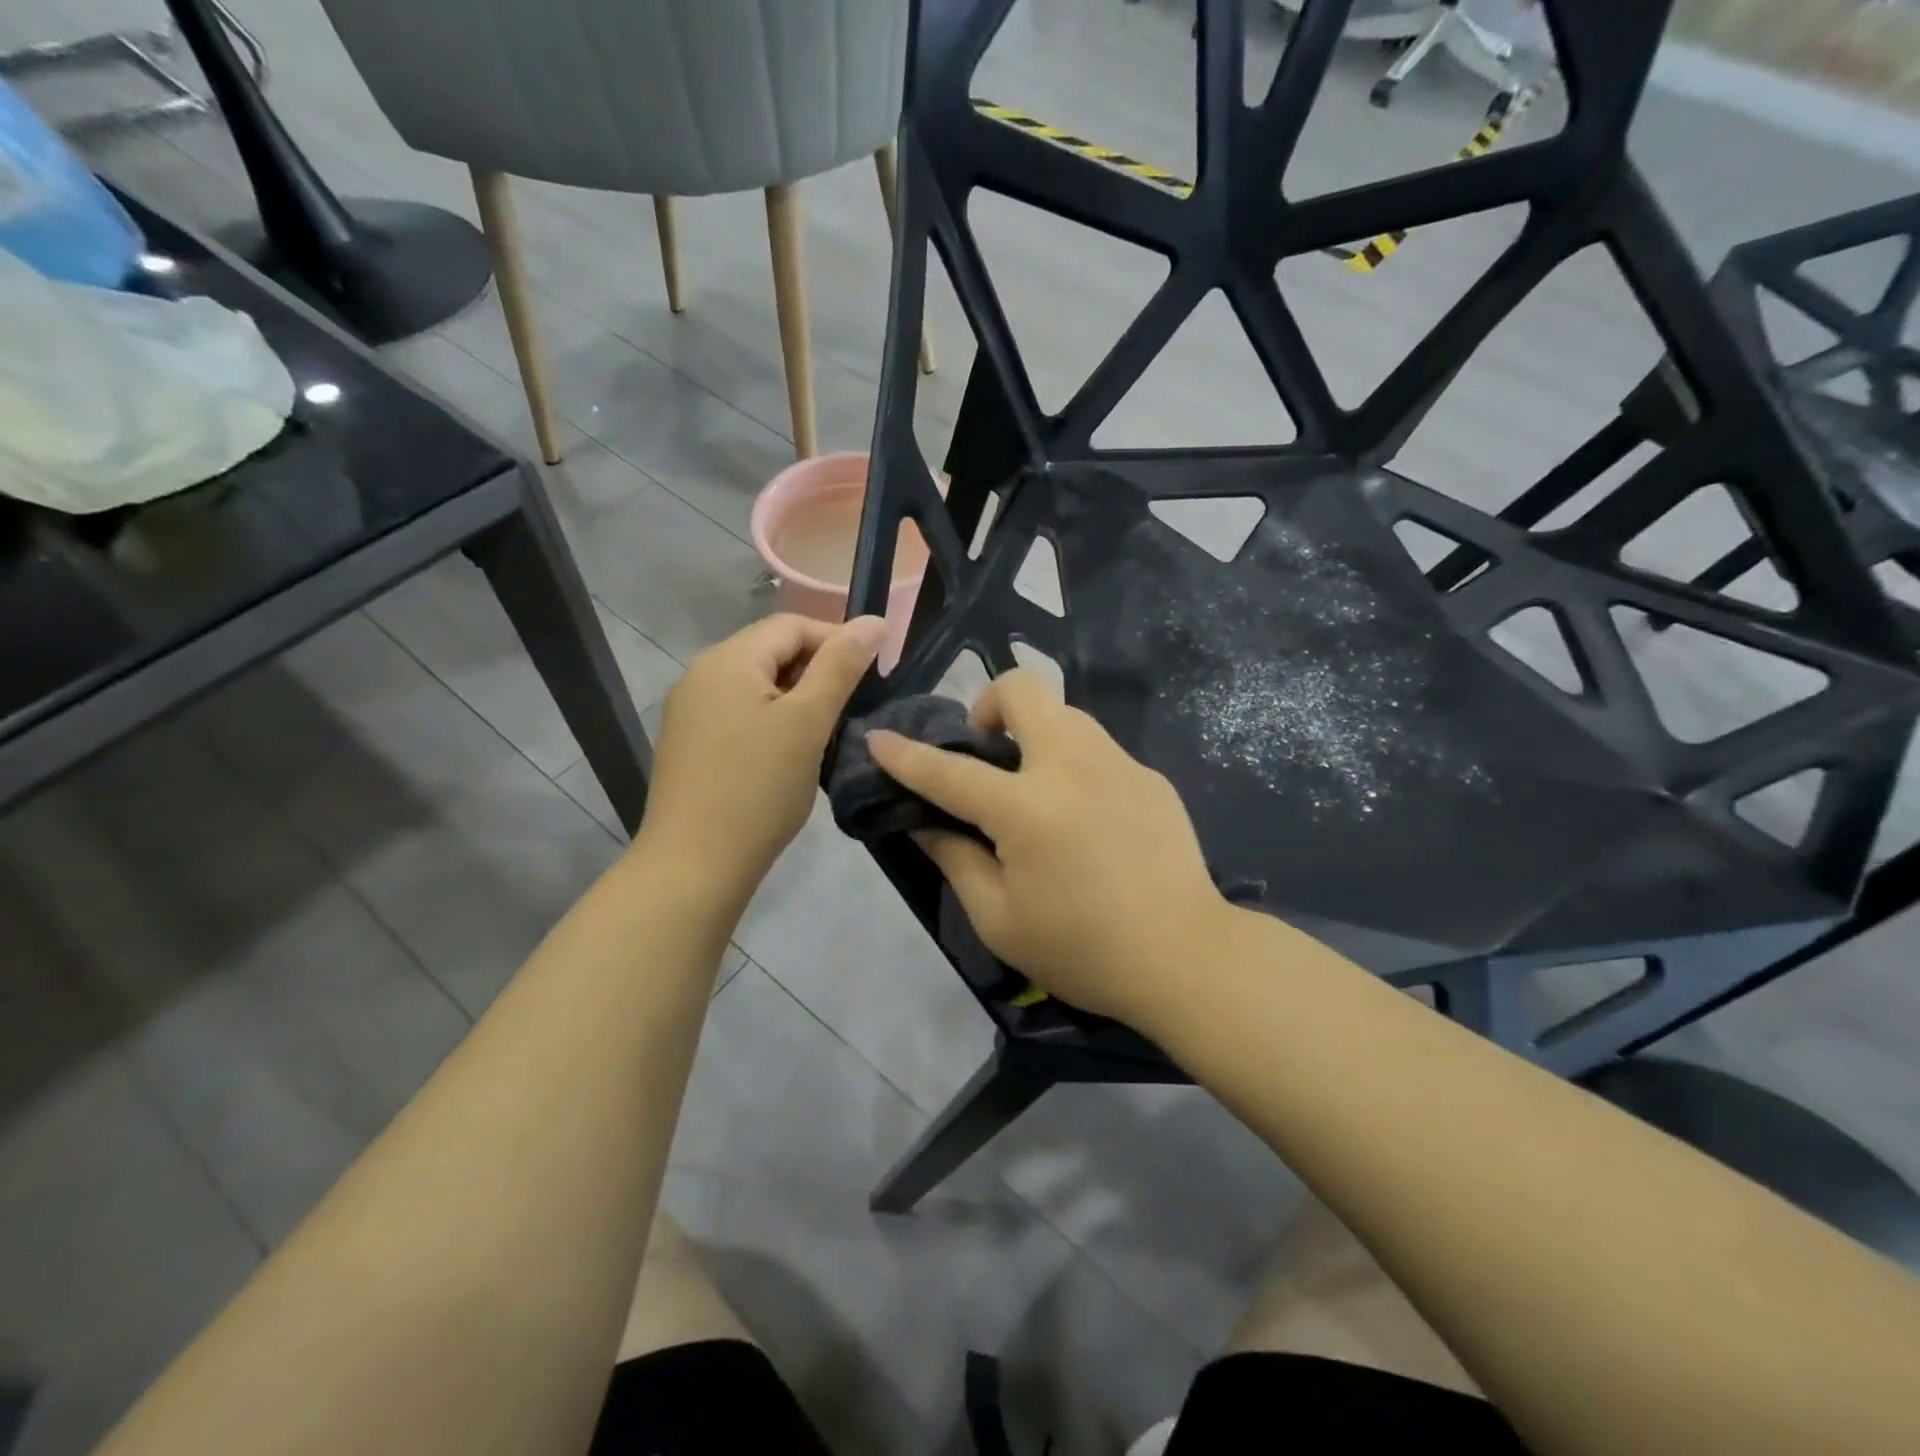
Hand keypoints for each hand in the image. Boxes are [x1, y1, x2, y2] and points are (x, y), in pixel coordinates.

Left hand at [639, 614, 884, 900]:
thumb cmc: (758, 788)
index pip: (792, 625)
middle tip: (854, 707)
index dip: (837, 640)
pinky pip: (741, 712)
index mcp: (728, 659)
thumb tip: (874, 621)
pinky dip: (773, 719)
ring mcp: (690, 710)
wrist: (695, 865)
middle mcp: (701, 674)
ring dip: (798, 697)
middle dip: (818, 670)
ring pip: (758, 684)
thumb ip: (841, 667)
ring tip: (828, 730)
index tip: (873, 674)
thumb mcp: (808, 722)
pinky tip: (790, 751)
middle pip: (772, 651)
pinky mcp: (691, 742)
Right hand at [866, 671, 1228, 1025]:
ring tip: (1033, 787)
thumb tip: (926, 823)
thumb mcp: (1000, 920)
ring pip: (1064, 713)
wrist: (1186, 957)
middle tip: (985, 754)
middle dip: (988, 706)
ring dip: (1034, 733)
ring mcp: (1119, 764)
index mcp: (1027, 808)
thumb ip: (956, 861)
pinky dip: (1073, 765)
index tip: (879, 738)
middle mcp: (1072, 766)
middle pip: (1023, 690)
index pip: (950, 770)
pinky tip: (1084, 817)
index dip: (906, 755)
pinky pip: (1098, 749)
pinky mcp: (1150, 776)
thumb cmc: (1083, 950)